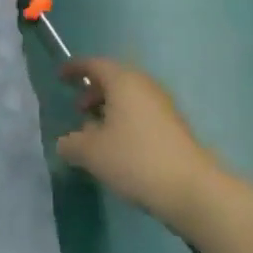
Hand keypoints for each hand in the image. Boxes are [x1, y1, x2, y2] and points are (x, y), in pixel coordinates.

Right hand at [54, 58, 222, 226]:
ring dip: (110, 108)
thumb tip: (65, 143)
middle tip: (78, 109)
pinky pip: (142, 112)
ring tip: (96, 133)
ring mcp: (163, 105)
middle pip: (114, 78)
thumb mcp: (92, 153)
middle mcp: (145, 85)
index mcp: (123, 81)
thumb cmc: (135, 160)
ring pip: (130, 97)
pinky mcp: (174, 126)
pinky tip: (119, 147)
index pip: (95, 64)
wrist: (191, 188)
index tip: (61, 77)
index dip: (76, 68)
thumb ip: (71, 144)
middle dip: (93, 91)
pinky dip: (126, 120)